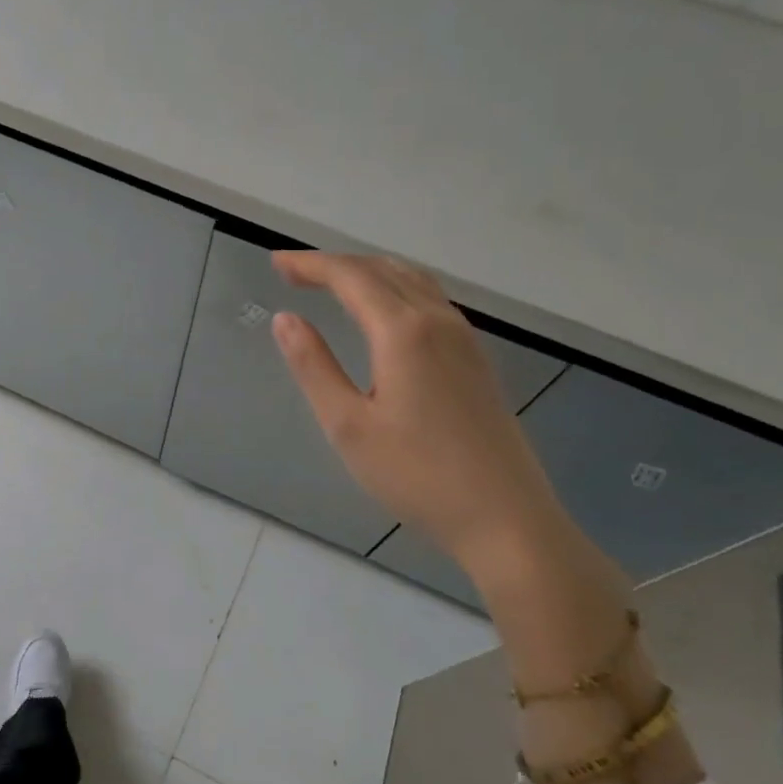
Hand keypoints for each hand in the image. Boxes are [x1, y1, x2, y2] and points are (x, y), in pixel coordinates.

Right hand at [270, 252, 561, 561]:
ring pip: (413, 281)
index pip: (350, 277)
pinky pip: (431, 300)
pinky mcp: (477, 359)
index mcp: (404, 331)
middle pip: (383, 269)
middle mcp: (438, 321)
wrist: (506, 519)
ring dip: (368, 272)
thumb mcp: (349, 426)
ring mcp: (465, 339)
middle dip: (335, 265)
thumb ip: (314, 366)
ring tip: (333, 284)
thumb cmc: (418, 476)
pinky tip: (384, 313)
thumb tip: (285, 319)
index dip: (310, 265)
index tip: (276, 264)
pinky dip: (396, 289)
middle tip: (294, 274)